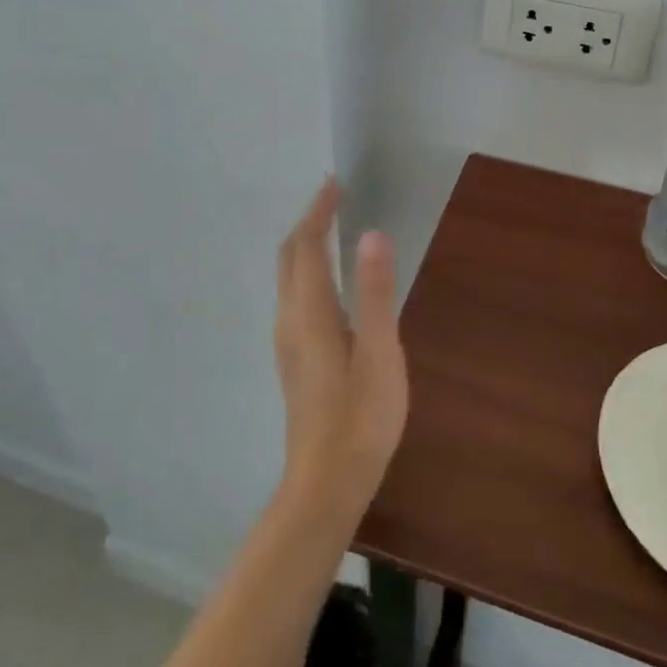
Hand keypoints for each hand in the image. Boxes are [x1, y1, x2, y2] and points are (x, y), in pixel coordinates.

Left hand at [271, 179, 407, 520]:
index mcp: (309, 313)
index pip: (308, 246)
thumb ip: (375, 293)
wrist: (326, 483)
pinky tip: (330, 284)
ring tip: (331, 230)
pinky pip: (294, 297)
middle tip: (334, 199)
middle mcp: (289, 320)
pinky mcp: (295, 360)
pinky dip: (307, 271)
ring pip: (288, 278)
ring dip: (305, 246)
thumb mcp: (379, 353)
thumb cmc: (360, 418)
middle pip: (290, 257)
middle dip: (308, 223)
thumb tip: (372, 234)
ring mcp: (288, 343)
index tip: (334, 183)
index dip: (319, 211)